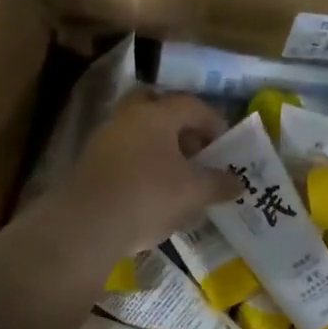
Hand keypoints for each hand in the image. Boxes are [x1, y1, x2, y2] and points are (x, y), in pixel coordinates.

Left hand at [49, 90, 238, 258]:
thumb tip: (238, 183)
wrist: (89, 223)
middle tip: (194, 151)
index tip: (225, 145)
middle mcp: (128, 117)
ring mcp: (104, 139)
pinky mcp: (89, 165)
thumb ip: (218, 184)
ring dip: (159, 149)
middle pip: (158, 109)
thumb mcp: (193, 192)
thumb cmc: (149, 196)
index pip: (191, 105)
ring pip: (138, 134)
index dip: (213, 122)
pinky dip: (140, 166)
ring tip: (176, 177)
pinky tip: (150, 192)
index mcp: (157, 113)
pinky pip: (123, 156)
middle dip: (179, 128)